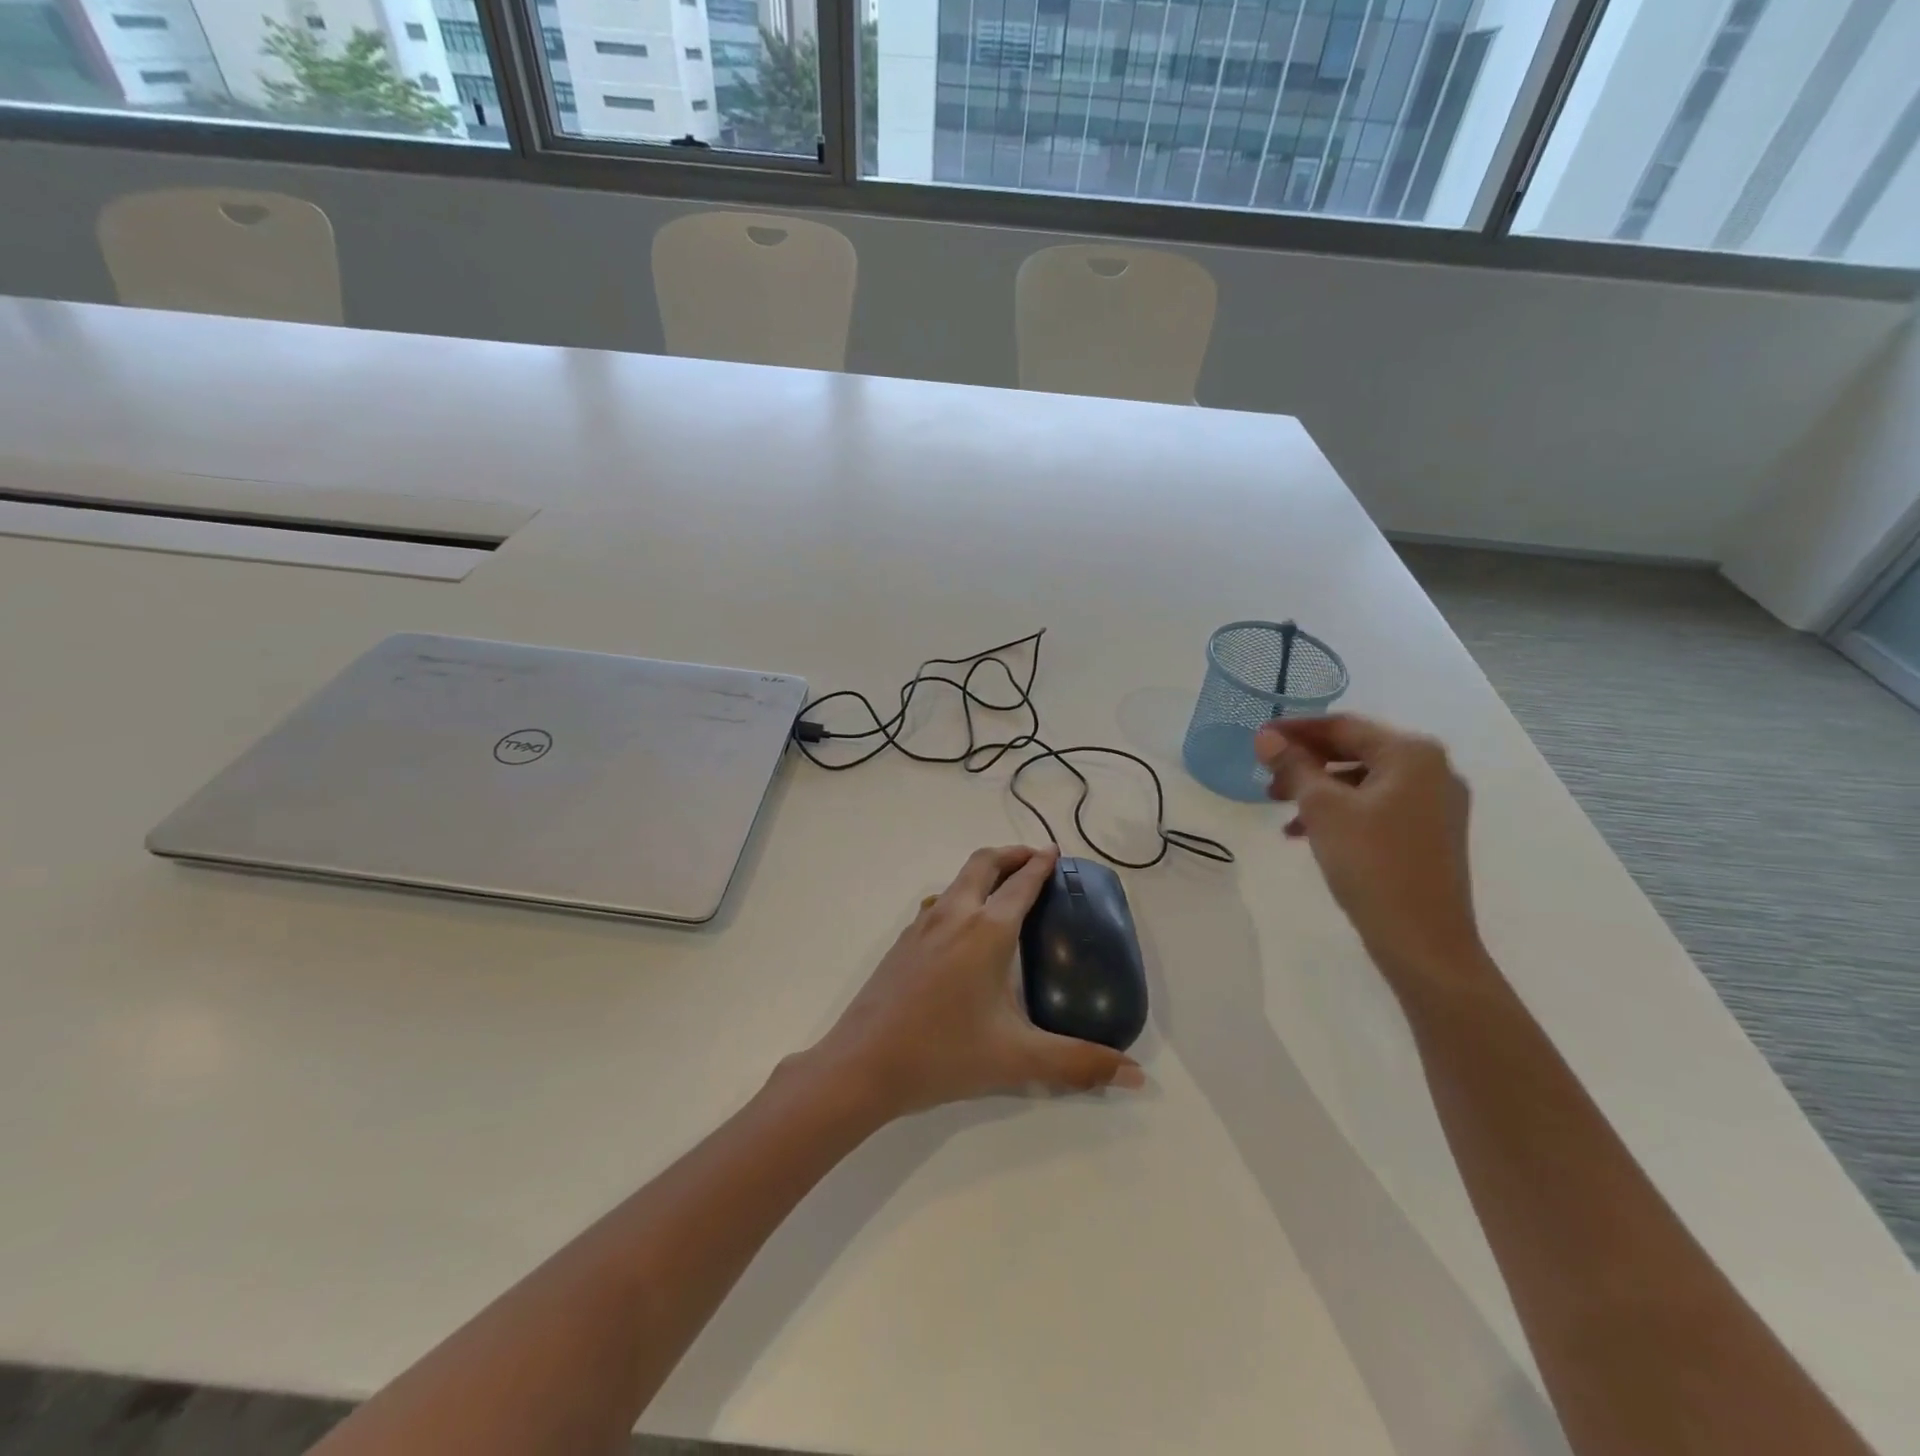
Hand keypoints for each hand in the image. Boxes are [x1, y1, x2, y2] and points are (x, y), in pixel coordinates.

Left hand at [811, 845, 1144, 1119]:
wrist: (863, 1064)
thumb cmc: (944, 1054)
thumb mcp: (1018, 1060)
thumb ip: (1079, 1064)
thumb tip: (1135, 1075)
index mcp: (987, 931)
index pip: (1021, 883)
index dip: (1041, 864)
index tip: (1055, 852)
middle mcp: (955, 915)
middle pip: (984, 863)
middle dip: (1012, 853)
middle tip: (1034, 858)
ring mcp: (923, 925)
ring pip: (958, 879)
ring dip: (984, 871)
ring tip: (1004, 888)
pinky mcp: (903, 942)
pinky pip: (940, 901)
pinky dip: (962, 894)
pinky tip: (965, 928)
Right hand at [1257, 715, 1486, 987]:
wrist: (1423, 941)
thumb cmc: (1372, 863)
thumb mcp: (1323, 809)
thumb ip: (1294, 766)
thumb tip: (1266, 737)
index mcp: (1412, 754)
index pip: (1343, 726)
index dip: (1296, 730)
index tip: (1258, 737)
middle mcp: (1432, 770)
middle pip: (1355, 750)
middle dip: (1306, 762)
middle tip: (1266, 777)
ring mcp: (1436, 804)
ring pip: (1363, 781)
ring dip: (1319, 789)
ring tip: (1280, 808)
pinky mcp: (1431, 833)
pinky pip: (1376, 806)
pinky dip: (1341, 811)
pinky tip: (1307, 833)